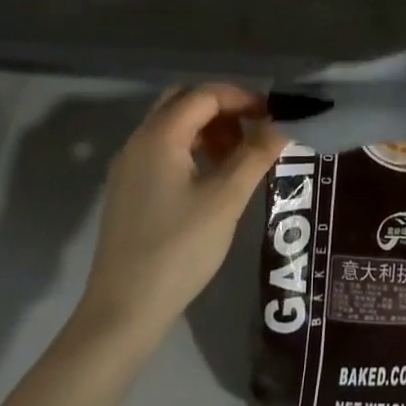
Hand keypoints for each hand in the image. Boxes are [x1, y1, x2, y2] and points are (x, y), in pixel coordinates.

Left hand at [77, 84, 286, 346]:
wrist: (123, 310)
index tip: (273, 115)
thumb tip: (282, 125)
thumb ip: (256, 155)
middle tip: (254, 130)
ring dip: (207, 128)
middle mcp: (139, 140)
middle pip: (184, 101)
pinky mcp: (128, 189)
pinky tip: (212, 178)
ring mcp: (129, 165)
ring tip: (239, 156)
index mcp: (160, 135)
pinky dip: (191, 148)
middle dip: (222, 108)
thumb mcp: (226, 200)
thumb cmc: (178, 250)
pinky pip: (163, 149)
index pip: (205, 94)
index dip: (241, 97)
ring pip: (172, 125)